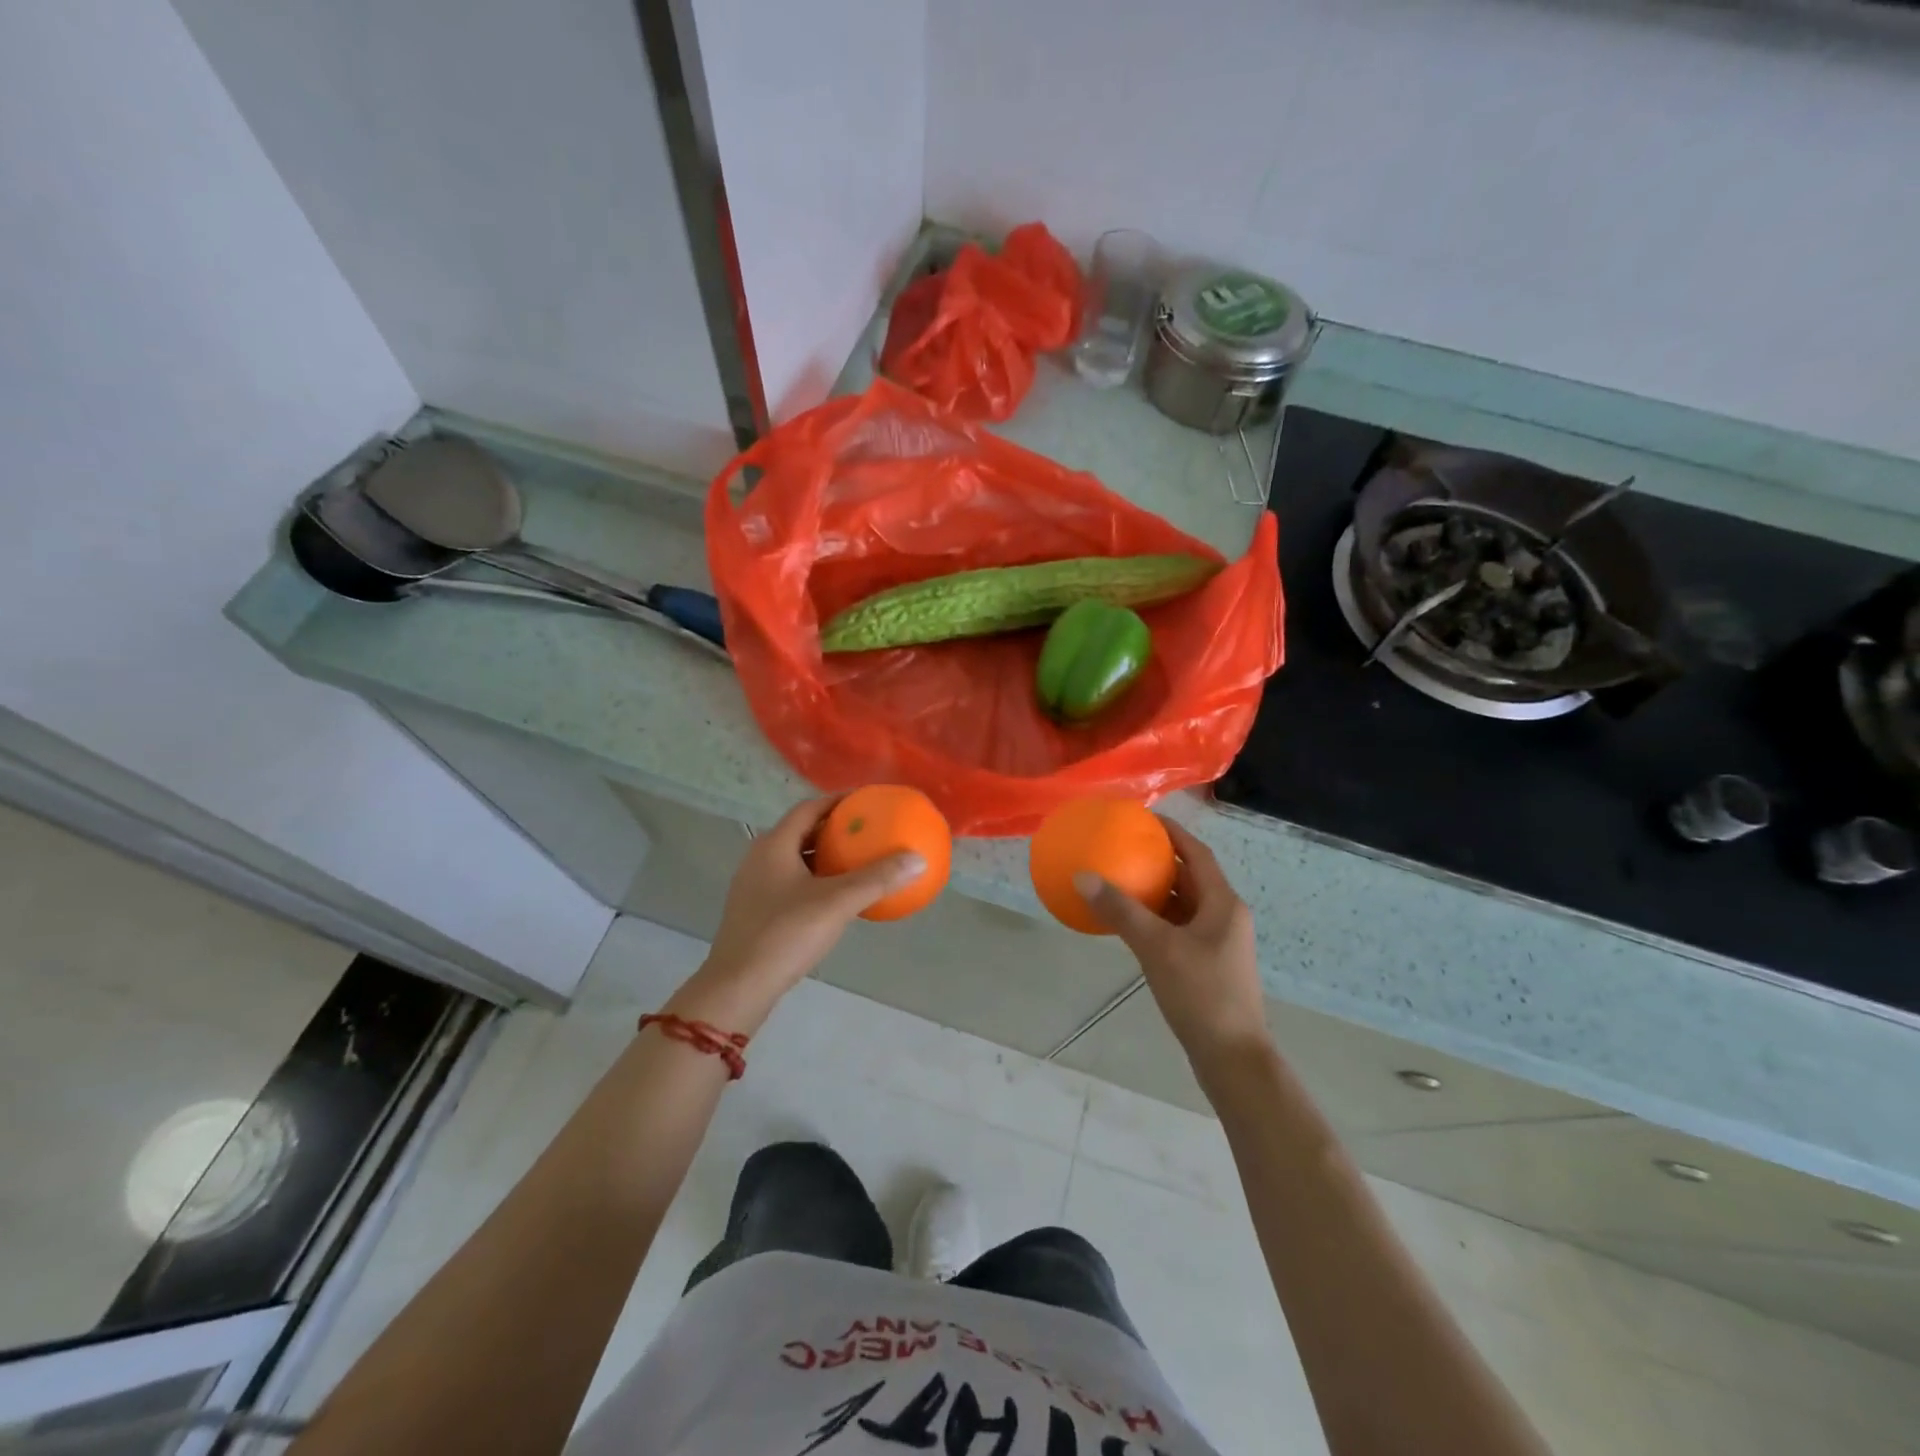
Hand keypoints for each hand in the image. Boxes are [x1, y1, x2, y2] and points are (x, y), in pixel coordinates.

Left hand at [670, 795, 925, 1030]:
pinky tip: (839, 898)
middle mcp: (760, 858)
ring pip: (797, 860)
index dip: (839, 801)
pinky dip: (818, 881)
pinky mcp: (756, 912)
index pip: (809, 808)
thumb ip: (877, 878)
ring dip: (826, 857)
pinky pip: (793, 883)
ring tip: (859, 860)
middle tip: (869, 830)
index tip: (868, 801)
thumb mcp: (837, 903)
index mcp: (774, 845)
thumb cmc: (785, 934)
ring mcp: (755, 887)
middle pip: (802, 832)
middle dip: (835, 829)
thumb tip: (918, 859)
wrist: (738, 987)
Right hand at [1076, 818, 1270, 1068]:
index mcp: (1223, 903)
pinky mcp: (1209, 965)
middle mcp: (1225, 916)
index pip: (1197, 853)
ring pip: (1185, 904)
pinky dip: (1157, 919)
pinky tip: (1130, 925)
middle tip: (1125, 847)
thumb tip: (1083, 877)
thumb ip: (1121, 911)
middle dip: (1160, 860)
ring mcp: (1219, 942)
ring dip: (1157, 891)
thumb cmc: (1201, 994)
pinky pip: (1180, 928)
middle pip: (1192, 876)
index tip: (1143, 818)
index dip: (1172, 832)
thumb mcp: (1157, 947)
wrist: (1232, 1057)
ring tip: (1121, 879)